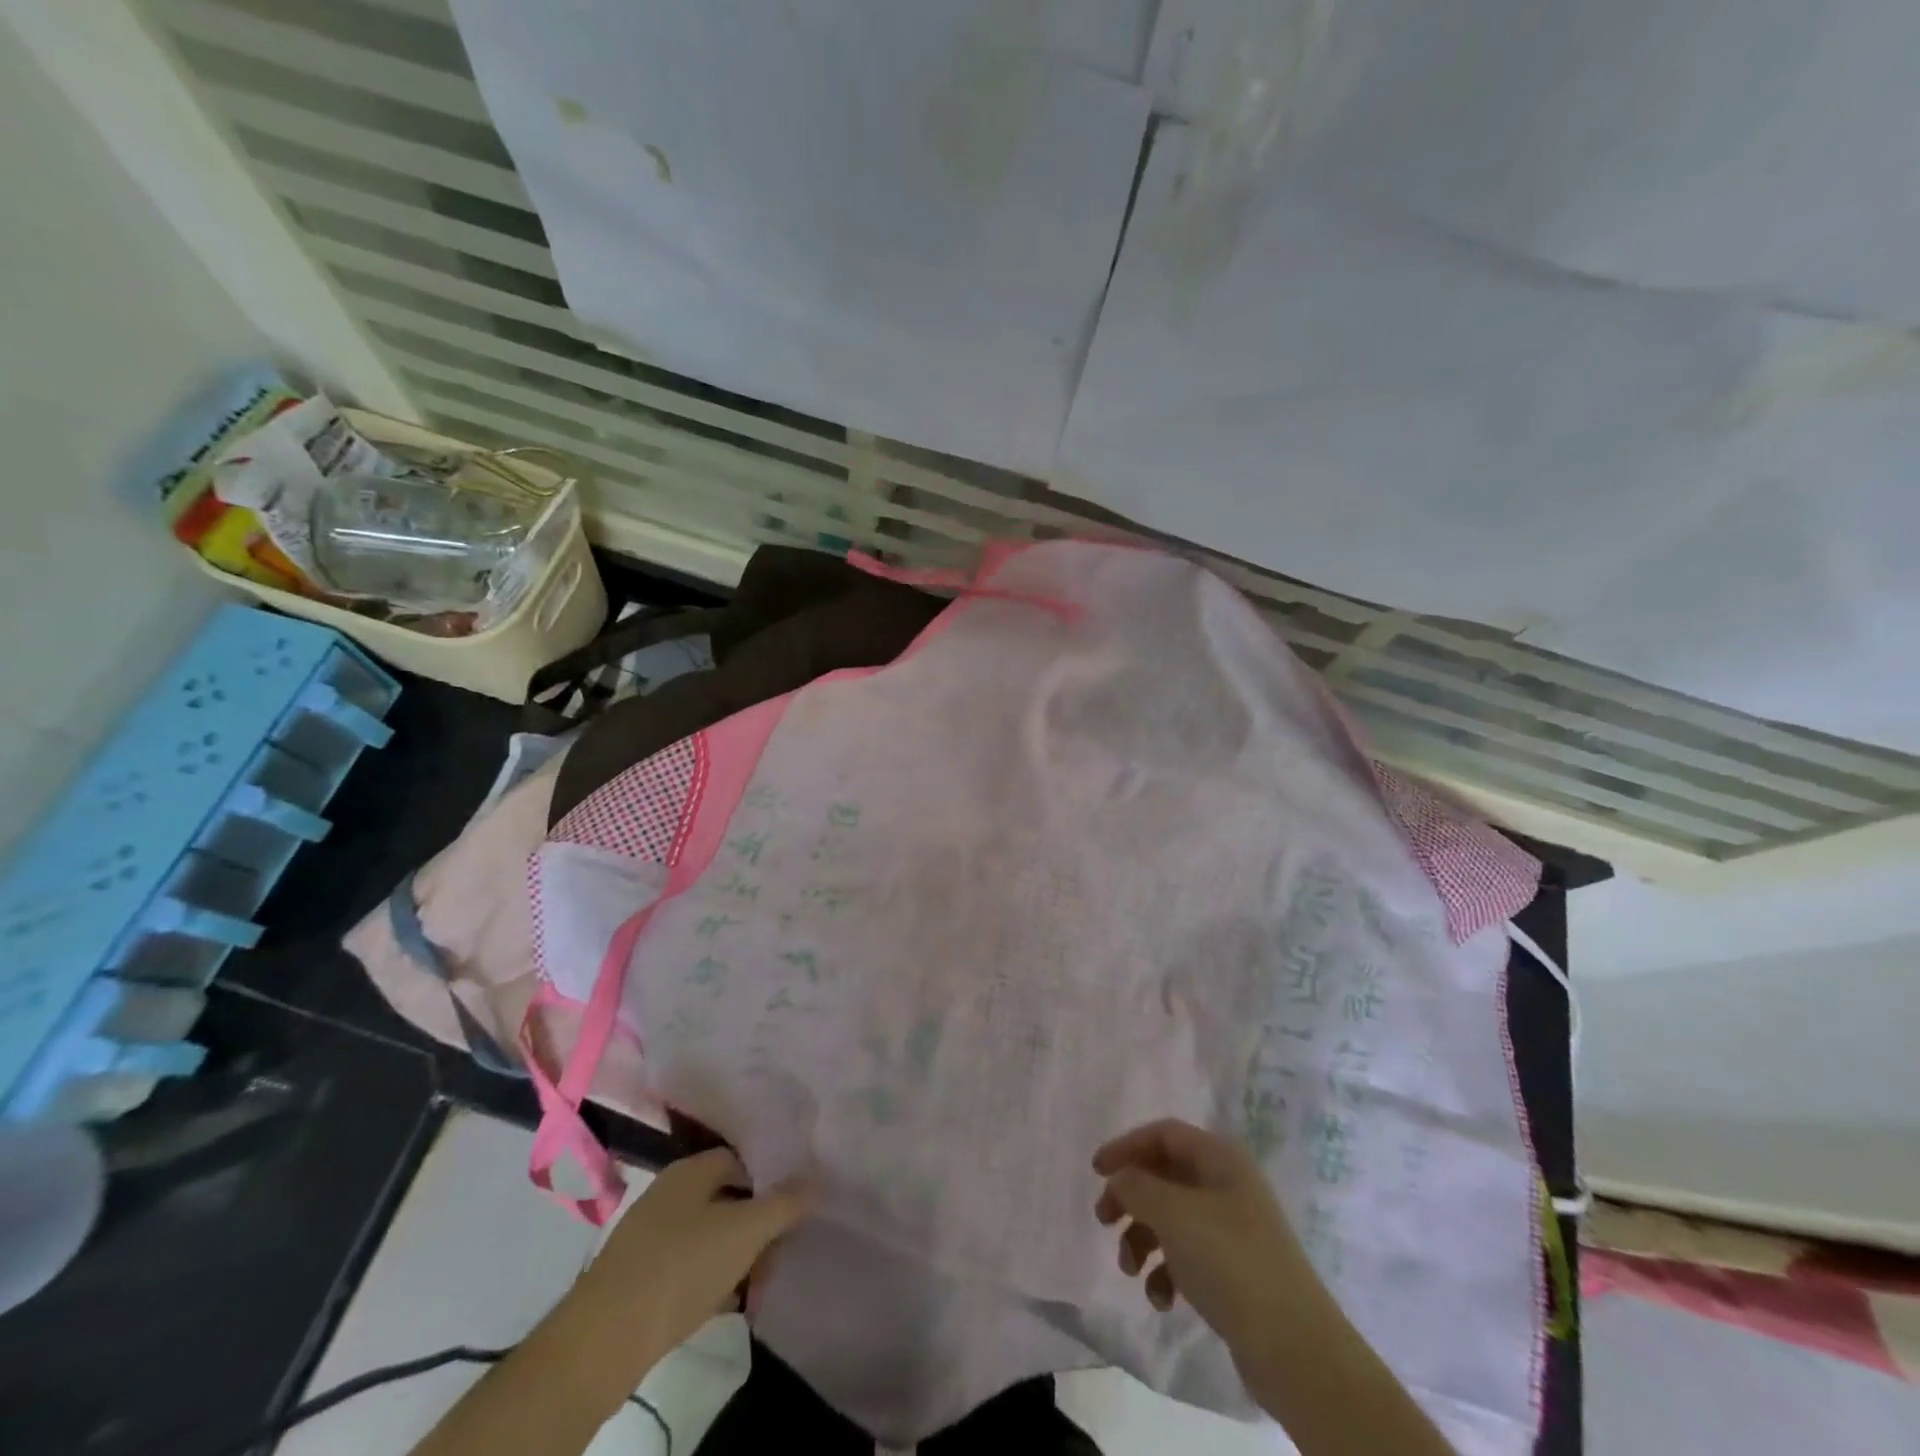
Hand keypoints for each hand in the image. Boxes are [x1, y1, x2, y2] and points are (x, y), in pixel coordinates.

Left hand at [564, 1148, 807, 1376]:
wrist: (604, 1339)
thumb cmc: (682, 1267)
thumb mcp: (745, 1231)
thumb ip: (783, 1204)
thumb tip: (814, 1181)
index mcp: (690, 1171)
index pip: (739, 1159)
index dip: (769, 1179)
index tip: (792, 1206)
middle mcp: (667, 1194)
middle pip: (725, 1198)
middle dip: (755, 1223)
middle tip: (779, 1249)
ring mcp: (648, 1236)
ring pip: (706, 1235)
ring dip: (735, 1255)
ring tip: (758, 1282)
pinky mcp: (637, 1277)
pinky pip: (686, 1267)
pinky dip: (709, 1279)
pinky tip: (726, 1303)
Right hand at [1093, 1120, 1309, 1359]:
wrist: (1295, 1349)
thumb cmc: (1230, 1261)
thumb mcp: (1173, 1213)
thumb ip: (1136, 1186)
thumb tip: (1120, 1178)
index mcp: (1220, 1158)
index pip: (1163, 1134)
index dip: (1126, 1146)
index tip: (1096, 1171)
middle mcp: (1228, 1185)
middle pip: (1164, 1175)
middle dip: (1131, 1197)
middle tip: (1104, 1220)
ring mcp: (1233, 1229)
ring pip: (1171, 1218)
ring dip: (1143, 1239)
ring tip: (1130, 1270)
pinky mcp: (1234, 1271)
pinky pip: (1188, 1256)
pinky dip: (1166, 1272)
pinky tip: (1162, 1299)